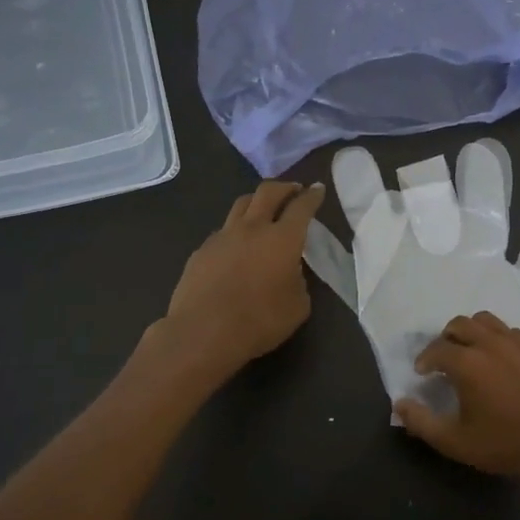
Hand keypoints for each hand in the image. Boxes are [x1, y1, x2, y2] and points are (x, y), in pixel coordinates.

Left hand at [162, 180, 326, 373]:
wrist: (203, 332)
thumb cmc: (259, 321)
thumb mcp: (298, 306)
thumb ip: (298, 280)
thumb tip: (289, 270)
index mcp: (282, 238)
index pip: (301, 207)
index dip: (312, 196)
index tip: (317, 189)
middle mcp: (252, 228)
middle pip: (268, 192)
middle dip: (285, 187)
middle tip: (294, 190)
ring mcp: (223, 236)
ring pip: (241, 204)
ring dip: (257, 201)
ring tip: (263, 208)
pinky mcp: (202, 250)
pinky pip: (223, 231)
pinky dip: (236, 230)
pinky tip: (237, 245)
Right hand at [394, 311, 519, 488]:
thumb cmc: (504, 446)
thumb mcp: (455, 442)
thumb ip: (421, 422)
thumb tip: (400, 404)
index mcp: (467, 362)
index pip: (436, 349)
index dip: (425, 360)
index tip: (423, 372)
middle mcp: (491, 343)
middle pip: (460, 324)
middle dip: (446, 338)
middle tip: (444, 358)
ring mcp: (519, 343)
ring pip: (488, 321)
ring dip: (473, 332)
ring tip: (472, 351)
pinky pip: (512, 332)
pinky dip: (499, 339)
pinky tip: (502, 360)